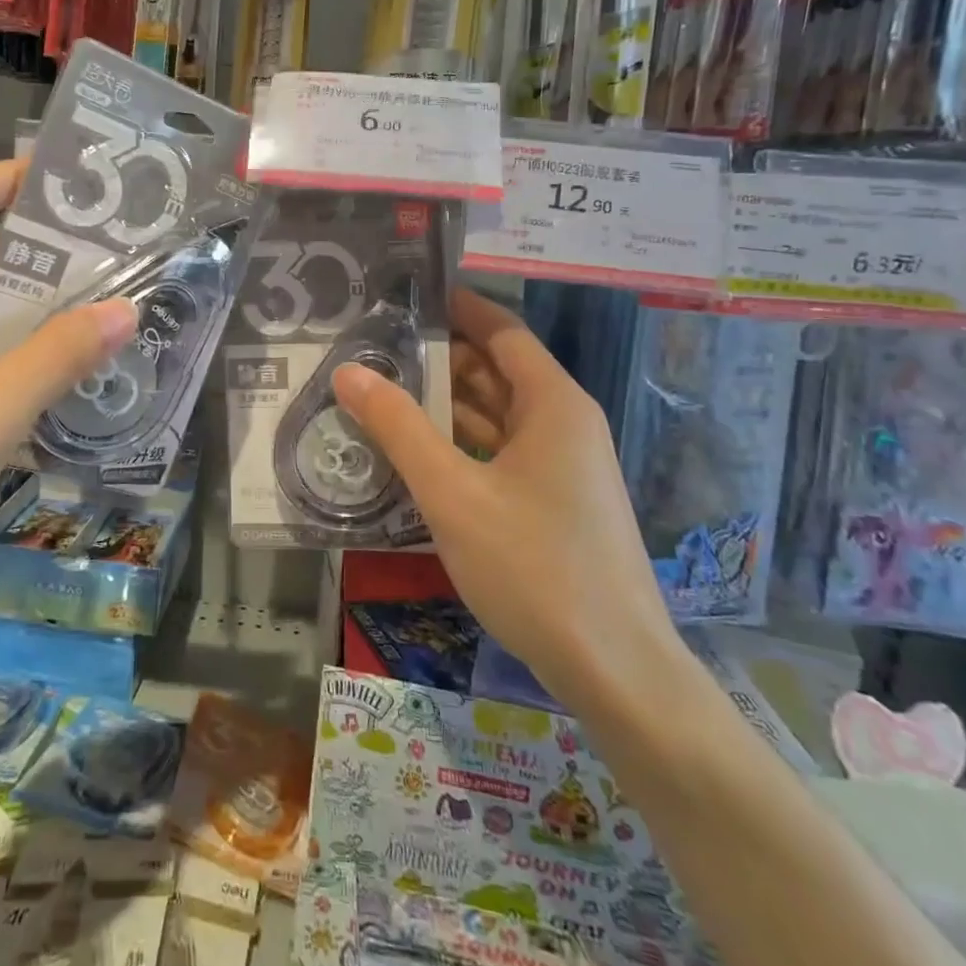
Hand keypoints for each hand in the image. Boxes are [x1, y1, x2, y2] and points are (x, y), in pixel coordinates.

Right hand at [332, 288, 679, 701]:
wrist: (616, 671)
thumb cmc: (535, 567)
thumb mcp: (452, 493)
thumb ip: (398, 428)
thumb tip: (348, 371)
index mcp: (553, 403)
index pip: (502, 331)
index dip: (457, 307)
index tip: (405, 294)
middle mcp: (562, 424)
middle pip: (495, 371)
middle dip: (439, 356)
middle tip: (374, 346)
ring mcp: (560, 466)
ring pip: (495, 415)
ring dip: (443, 403)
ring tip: (380, 390)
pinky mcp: (552, 503)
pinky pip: (498, 452)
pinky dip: (458, 443)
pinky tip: (413, 451)